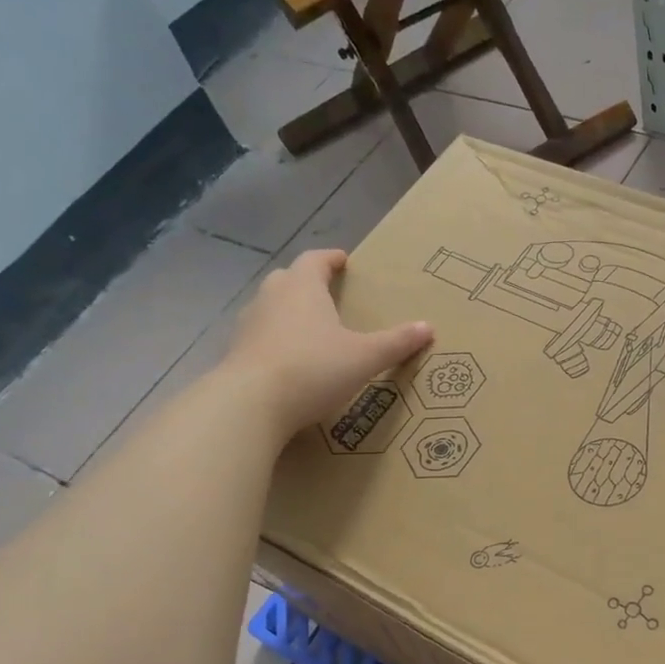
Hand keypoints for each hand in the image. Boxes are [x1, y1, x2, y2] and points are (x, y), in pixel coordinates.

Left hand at [221, 249, 432, 433]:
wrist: (250, 404)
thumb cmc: (313, 369)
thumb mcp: (364, 357)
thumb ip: (396, 342)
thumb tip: (428, 327)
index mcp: (303, 288)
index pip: (315, 260)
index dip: (331, 259)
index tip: (343, 261)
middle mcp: (272, 298)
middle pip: (289, 279)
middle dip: (308, 282)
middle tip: (328, 293)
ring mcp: (248, 325)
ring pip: (271, 307)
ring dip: (289, 311)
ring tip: (311, 328)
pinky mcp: (236, 353)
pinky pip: (260, 336)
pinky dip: (276, 340)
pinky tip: (290, 359)